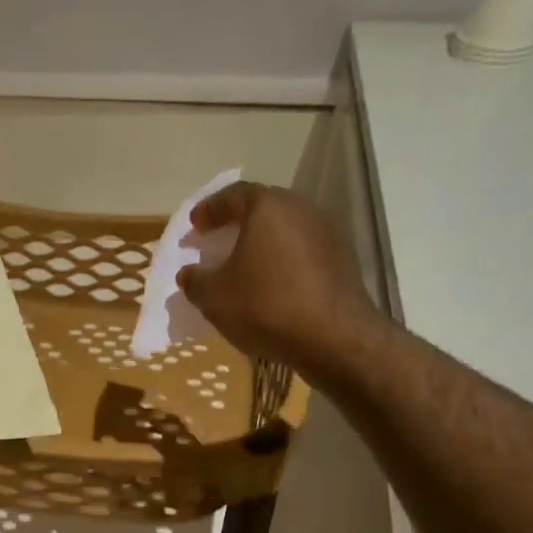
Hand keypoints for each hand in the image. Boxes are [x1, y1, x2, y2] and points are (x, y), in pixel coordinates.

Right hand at [177, 181, 376, 374]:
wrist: (334, 338)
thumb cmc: (266, 306)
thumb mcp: (214, 297)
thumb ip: (195, 280)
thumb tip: (189, 274)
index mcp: (268, 207)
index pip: (233, 194)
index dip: (210, 208)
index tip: (195, 224)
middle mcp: (302, 210)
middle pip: (264, 208)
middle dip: (237, 223)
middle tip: (217, 241)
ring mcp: (327, 234)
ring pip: (286, 231)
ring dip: (262, 244)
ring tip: (243, 265)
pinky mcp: (343, 261)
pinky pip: (303, 253)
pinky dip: (283, 262)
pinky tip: (271, 285)